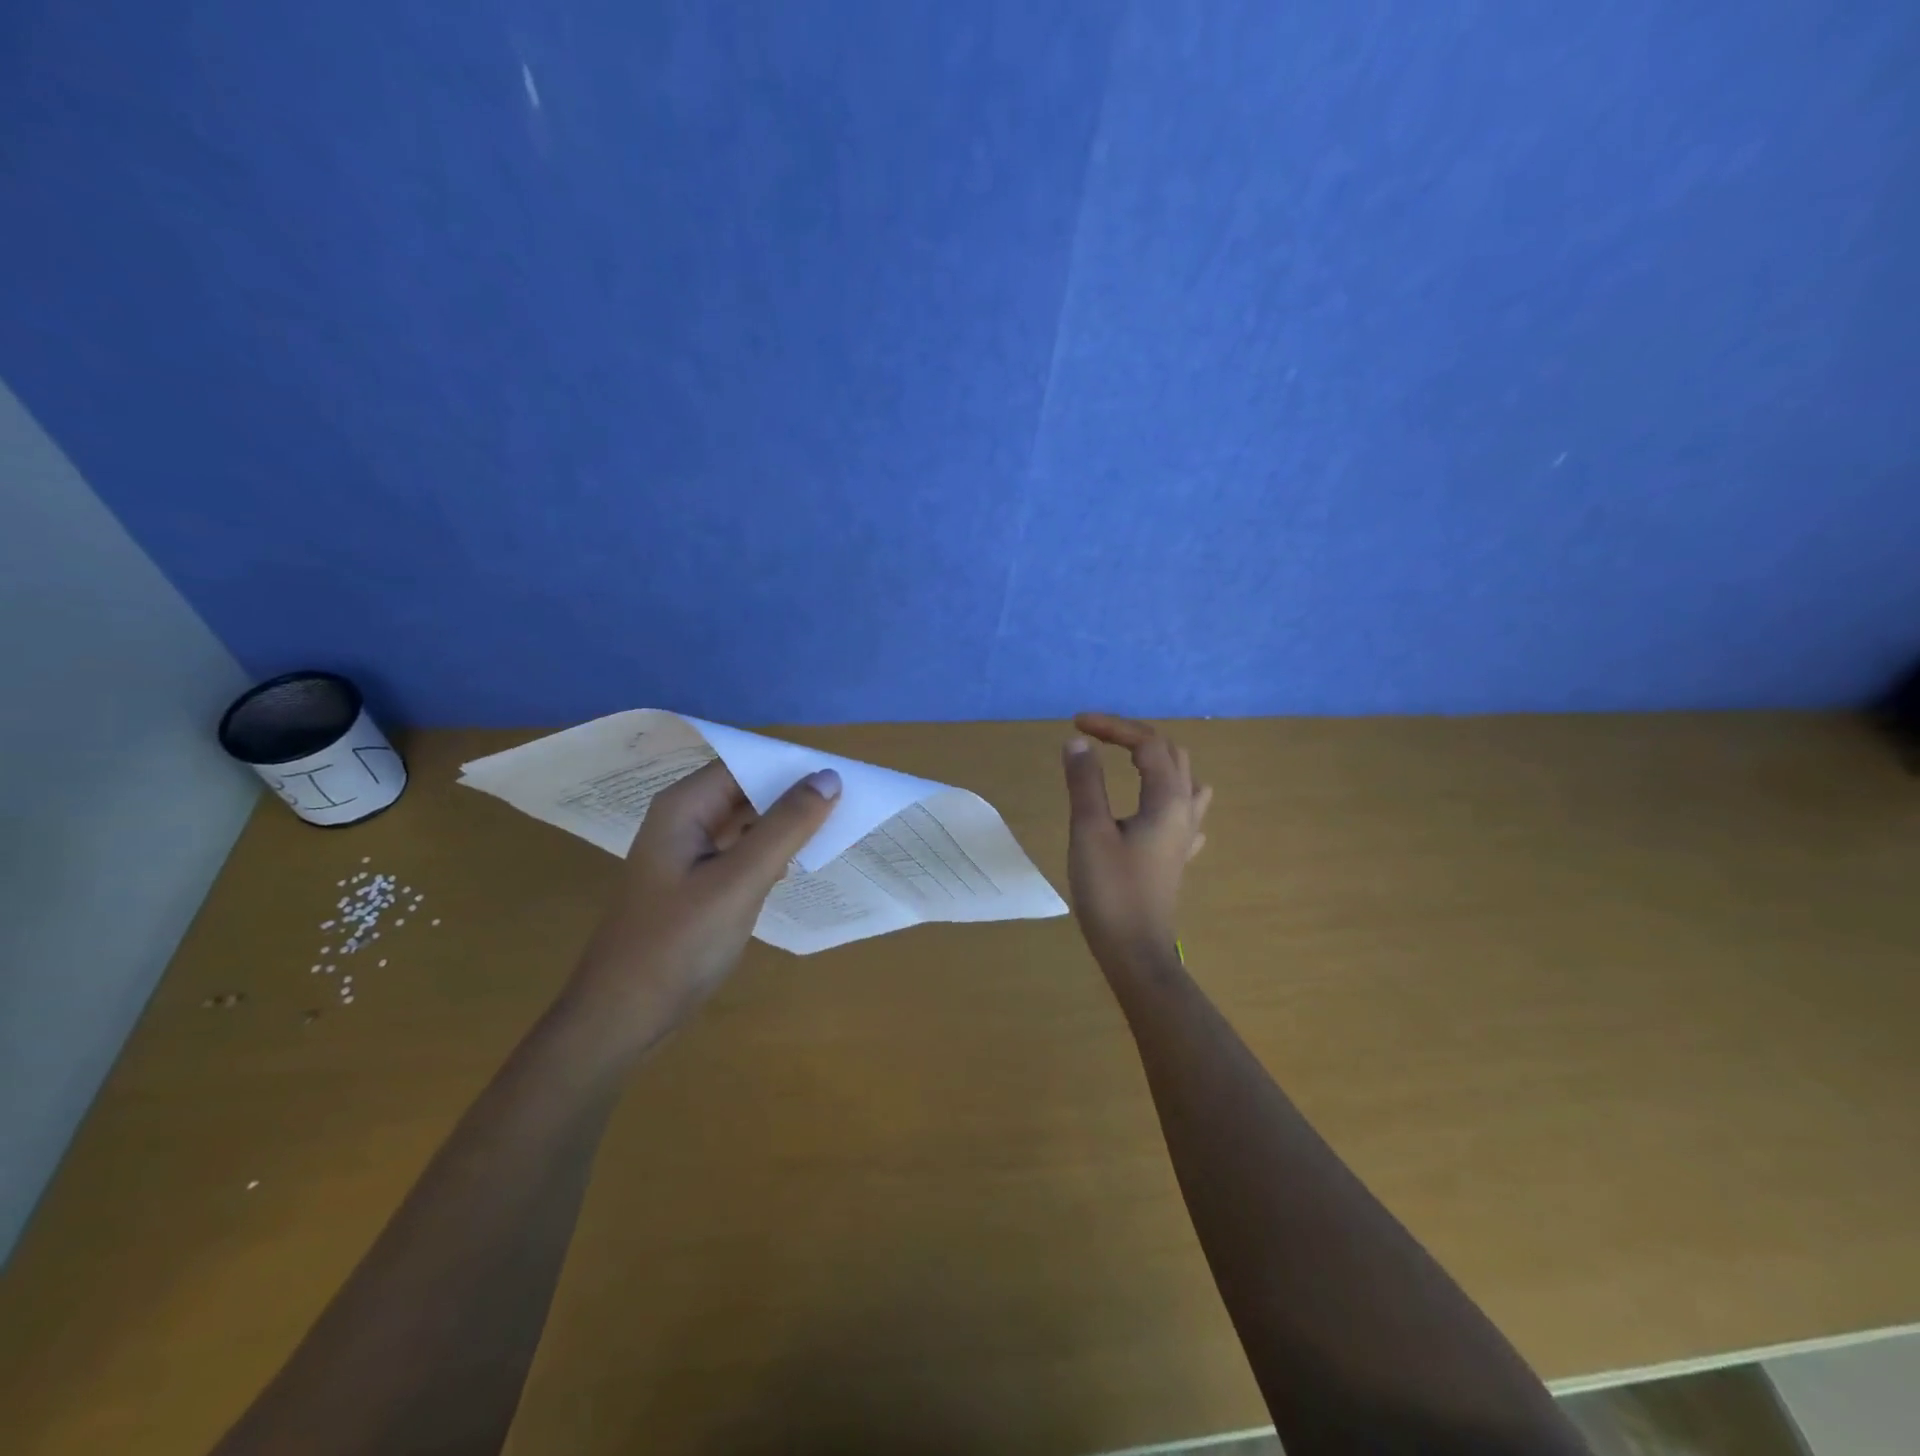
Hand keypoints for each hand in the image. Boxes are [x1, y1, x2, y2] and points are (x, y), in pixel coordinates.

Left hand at [567, 759, 840, 1041]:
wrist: (623, 1018)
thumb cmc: (677, 944)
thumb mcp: (739, 881)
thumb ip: (786, 826)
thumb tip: (829, 777)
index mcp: (683, 807)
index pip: (745, 764)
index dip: (792, 765)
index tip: (842, 774)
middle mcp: (684, 820)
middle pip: (746, 789)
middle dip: (793, 793)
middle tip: (849, 800)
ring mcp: (689, 853)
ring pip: (747, 821)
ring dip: (786, 823)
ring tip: (837, 824)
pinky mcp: (698, 882)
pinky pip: (742, 850)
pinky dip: (772, 850)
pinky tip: (802, 860)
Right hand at [1061, 712, 1211, 970]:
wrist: (1135, 950)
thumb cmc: (1111, 891)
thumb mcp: (1089, 831)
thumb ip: (1084, 782)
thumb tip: (1078, 742)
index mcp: (1166, 800)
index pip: (1147, 744)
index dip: (1113, 726)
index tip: (1077, 724)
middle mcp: (1184, 810)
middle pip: (1171, 755)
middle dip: (1134, 737)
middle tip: (1096, 736)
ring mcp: (1185, 835)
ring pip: (1183, 780)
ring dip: (1156, 761)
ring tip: (1128, 760)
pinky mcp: (1176, 855)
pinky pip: (1184, 812)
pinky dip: (1165, 793)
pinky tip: (1152, 807)